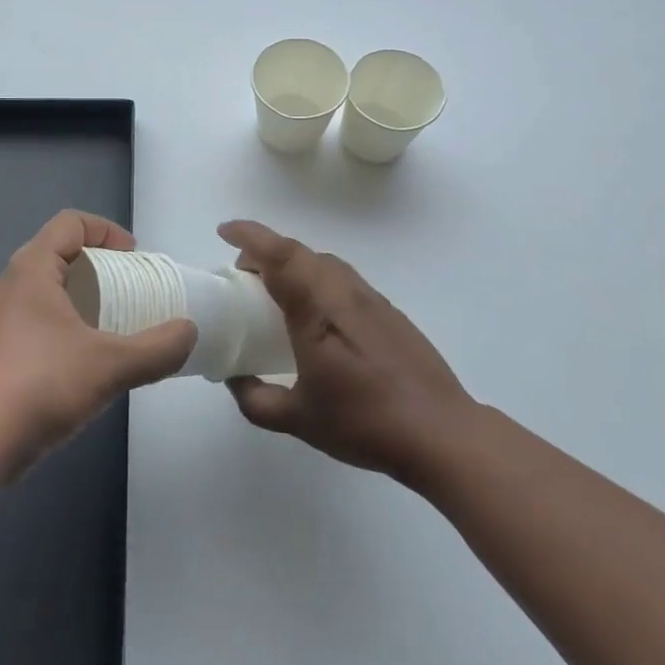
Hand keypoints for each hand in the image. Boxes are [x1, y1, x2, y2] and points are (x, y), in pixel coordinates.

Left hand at [0, 210, 196, 479]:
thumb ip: (158, 348)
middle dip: (102, 266)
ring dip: (87, 298)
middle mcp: (13, 284)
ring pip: (52, 288)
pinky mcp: (1, 349)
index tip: (135, 260)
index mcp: (32, 269)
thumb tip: (189, 332)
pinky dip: (71, 323)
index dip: (107, 231)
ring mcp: (3, 318)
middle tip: (133, 293)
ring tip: (118, 326)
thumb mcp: (111, 365)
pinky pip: (42, 317)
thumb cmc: (42, 386)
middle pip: (62, 252)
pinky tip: (91, 359)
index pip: (71, 223)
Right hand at [218, 219, 474, 484]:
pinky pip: (344, 280)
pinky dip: (318, 279)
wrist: (441, 432)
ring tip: (276, 291)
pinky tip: (317, 315)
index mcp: (317, 311)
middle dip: (266, 250)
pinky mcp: (390, 313)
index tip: (224, 232)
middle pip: (300, 252)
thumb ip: (256, 399)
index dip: (249, 236)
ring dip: (294, 264)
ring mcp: (371, 300)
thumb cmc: (365, 423)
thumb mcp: (299, 420)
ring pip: (325, 263)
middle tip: (243, 272)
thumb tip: (233, 379)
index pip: (279, 255)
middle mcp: (344, 294)